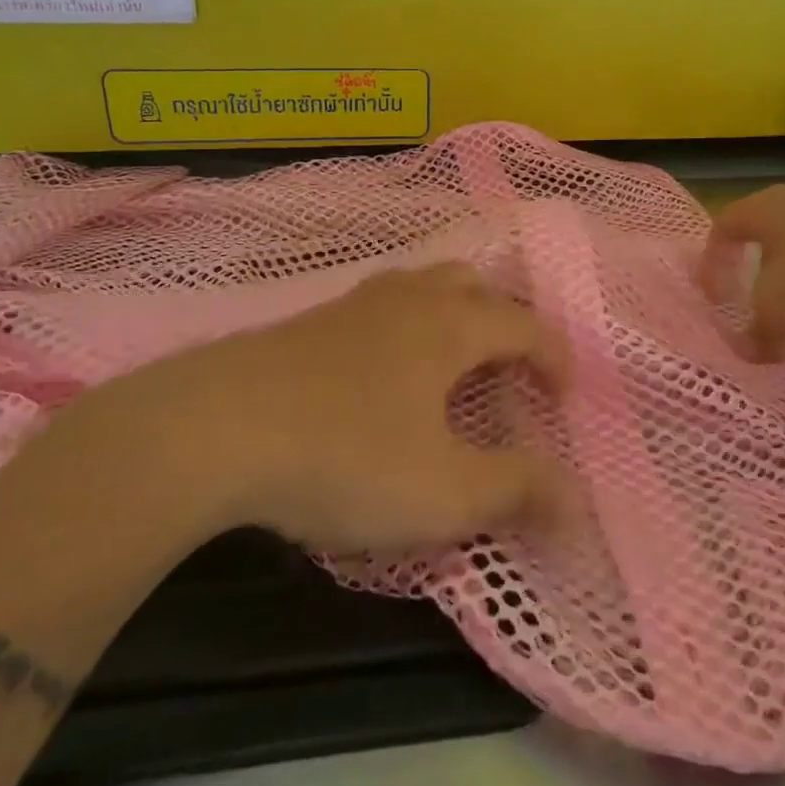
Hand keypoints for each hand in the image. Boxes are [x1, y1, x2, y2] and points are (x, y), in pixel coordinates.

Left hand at [85, 264, 570, 554]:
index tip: (564, 396)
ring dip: (448, 317)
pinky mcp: (304, 324)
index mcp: (450, 327)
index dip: (553, 357)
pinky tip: (379, 376)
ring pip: (418, 288)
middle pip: (471, 285)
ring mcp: (351, 306)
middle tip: (506, 370)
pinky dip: (401, 331)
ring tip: (448, 367)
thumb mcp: (444, 492)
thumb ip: (516, 491)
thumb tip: (573, 499)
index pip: (523, 327)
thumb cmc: (346, 456)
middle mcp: (406, 301)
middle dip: (501, 321)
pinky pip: (375, 310)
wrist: (211, 429)